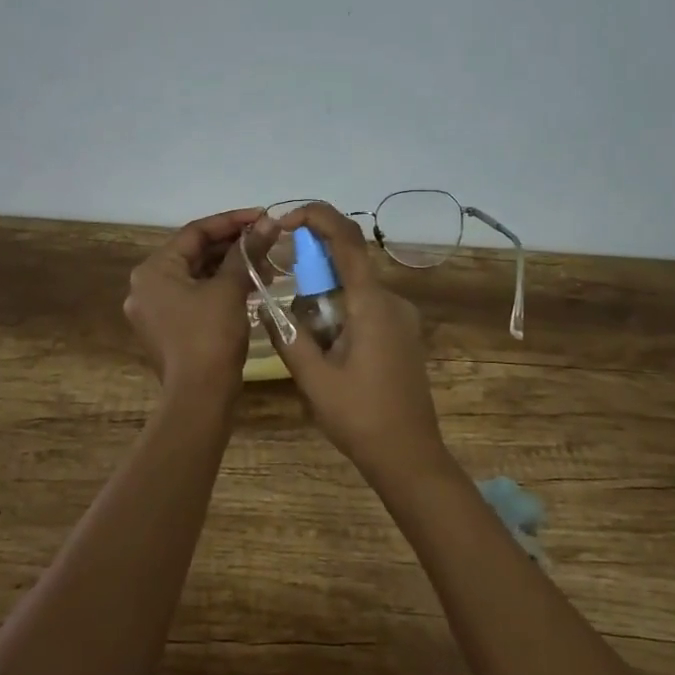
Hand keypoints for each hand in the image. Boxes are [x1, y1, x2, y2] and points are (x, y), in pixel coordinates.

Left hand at [124, 207, 269, 405]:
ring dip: (231, 267)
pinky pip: (196, 296)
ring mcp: (155, 309)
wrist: (199, 398)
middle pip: (195, 253)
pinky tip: (252, 286)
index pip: (195, 232)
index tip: (262, 216)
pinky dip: (221, 288)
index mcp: (153, 270)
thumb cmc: (210, 336)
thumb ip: (248, 251)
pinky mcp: (169, 328)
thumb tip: (269, 223)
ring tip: (267, 265)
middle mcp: (146, 286)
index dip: (232, 222)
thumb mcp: (230, 288)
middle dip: (234, 246)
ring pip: (198, 276)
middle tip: (267, 241)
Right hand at [261, 202, 448, 481]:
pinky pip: (364, 307)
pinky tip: (326, 350)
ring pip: (353, 288)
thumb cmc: (361, 418)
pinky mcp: (401, 334)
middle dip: (311, 268)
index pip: (347, 239)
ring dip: (323, 298)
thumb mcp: (313, 379)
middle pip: (347, 263)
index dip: (317, 217)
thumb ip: (288, 336)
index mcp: (371, 304)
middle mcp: (391, 301)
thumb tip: (264, 305)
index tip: (285, 220)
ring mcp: (400, 318)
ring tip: (305, 339)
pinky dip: (338, 312)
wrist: (410, 457)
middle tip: (282, 293)